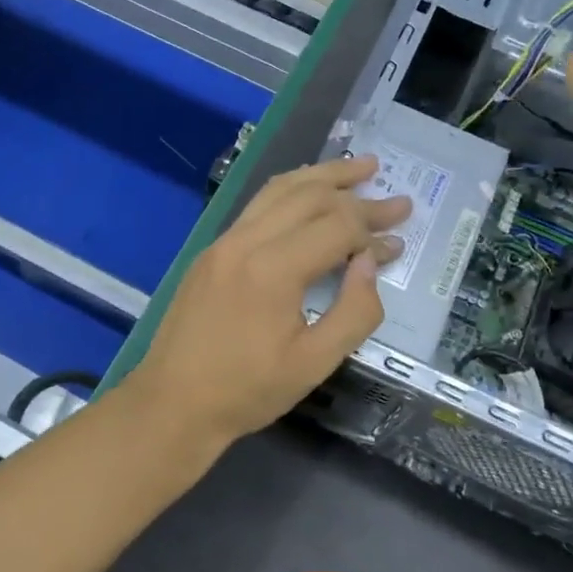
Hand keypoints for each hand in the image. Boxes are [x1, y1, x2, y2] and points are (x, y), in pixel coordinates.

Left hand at [123, 156, 409, 447]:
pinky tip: (308, 193)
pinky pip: (258, 205)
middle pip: (309, 196)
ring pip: (279, 190)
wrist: (172, 403)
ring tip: (357, 168)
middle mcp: (246, 241)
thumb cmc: (247, 390)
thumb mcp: (314, 363)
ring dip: (321, 175)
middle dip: (355, 191)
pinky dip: (291, 190)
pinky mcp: (212, 249)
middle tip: (393, 193)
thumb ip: (354, 311)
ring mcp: (224, 241)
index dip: (373, 230)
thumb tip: (369, 262)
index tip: (400, 239)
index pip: (336, 227)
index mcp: (273, 269)